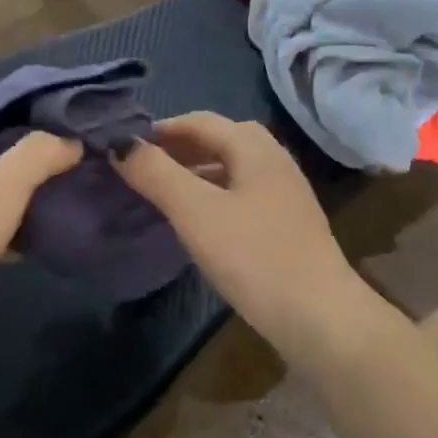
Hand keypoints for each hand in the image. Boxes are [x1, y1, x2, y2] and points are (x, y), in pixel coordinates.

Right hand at [115, 113, 375, 359]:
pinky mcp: (287, 223)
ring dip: (196, 172)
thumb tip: (120, 143)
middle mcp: (274, 160)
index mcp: (255, 148)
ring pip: (232, 168)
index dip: (160, 129)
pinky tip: (199, 221)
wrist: (317, 315)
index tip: (125, 147)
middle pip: (220, 140)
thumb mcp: (195, 212)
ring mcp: (285, 193)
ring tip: (164, 193)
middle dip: (179, 148)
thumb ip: (156, 173)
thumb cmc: (253, 256)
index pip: (199, 121)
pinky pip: (242, 194)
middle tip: (144, 167)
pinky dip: (214, 195)